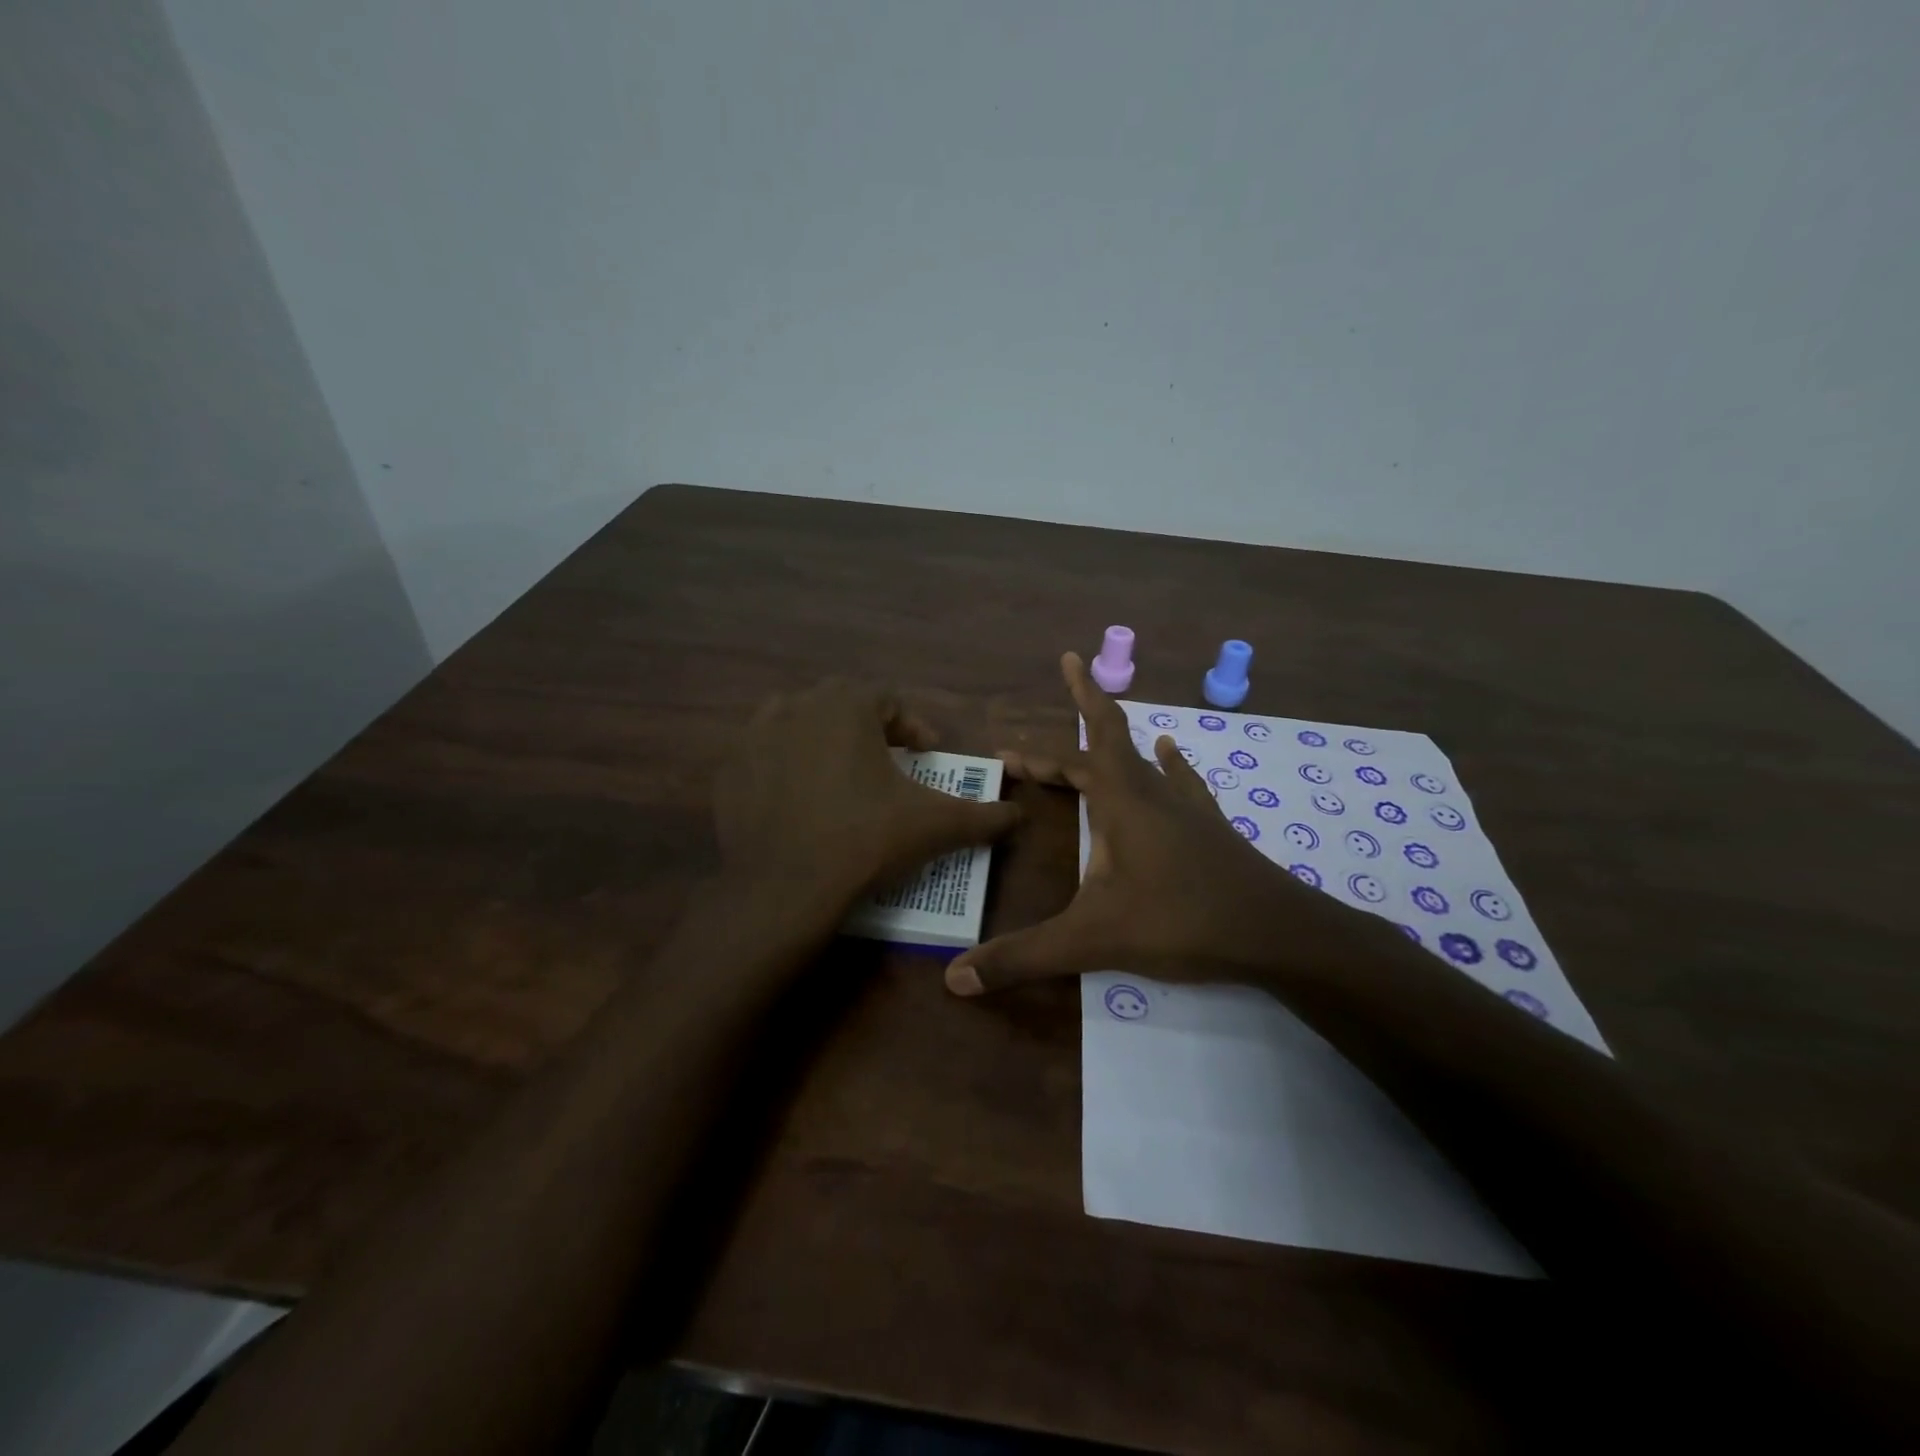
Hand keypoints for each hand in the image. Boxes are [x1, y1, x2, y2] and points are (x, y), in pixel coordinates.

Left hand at [714, 679, 1021, 920]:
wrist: (784, 888)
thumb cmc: (865, 840)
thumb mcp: (935, 825)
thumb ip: (984, 816)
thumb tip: (1019, 816)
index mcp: (846, 705)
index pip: (889, 700)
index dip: (913, 726)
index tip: (927, 755)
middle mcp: (796, 706)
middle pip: (842, 706)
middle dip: (869, 729)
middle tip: (888, 764)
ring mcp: (754, 737)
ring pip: (796, 722)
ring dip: (821, 739)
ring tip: (840, 775)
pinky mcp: (728, 771)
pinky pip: (763, 757)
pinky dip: (783, 768)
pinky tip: (798, 801)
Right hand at [946, 653, 1392, 995]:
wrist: (1277, 934)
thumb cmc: (1181, 922)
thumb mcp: (1092, 940)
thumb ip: (1024, 956)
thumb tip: (955, 978)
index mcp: (1121, 802)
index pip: (1071, 760)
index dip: (1036, 754)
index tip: (1004, 752)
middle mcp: (1152, 792)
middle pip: (1110, 737)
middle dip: (1084, 705)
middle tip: (1067, 672)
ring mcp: (1186, 807)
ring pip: (1145, 756)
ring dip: (1118, 736)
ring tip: (1104, 714)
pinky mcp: (1211, 827)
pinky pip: (1181, 782)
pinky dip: (1168, 764)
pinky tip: (1173, 753)